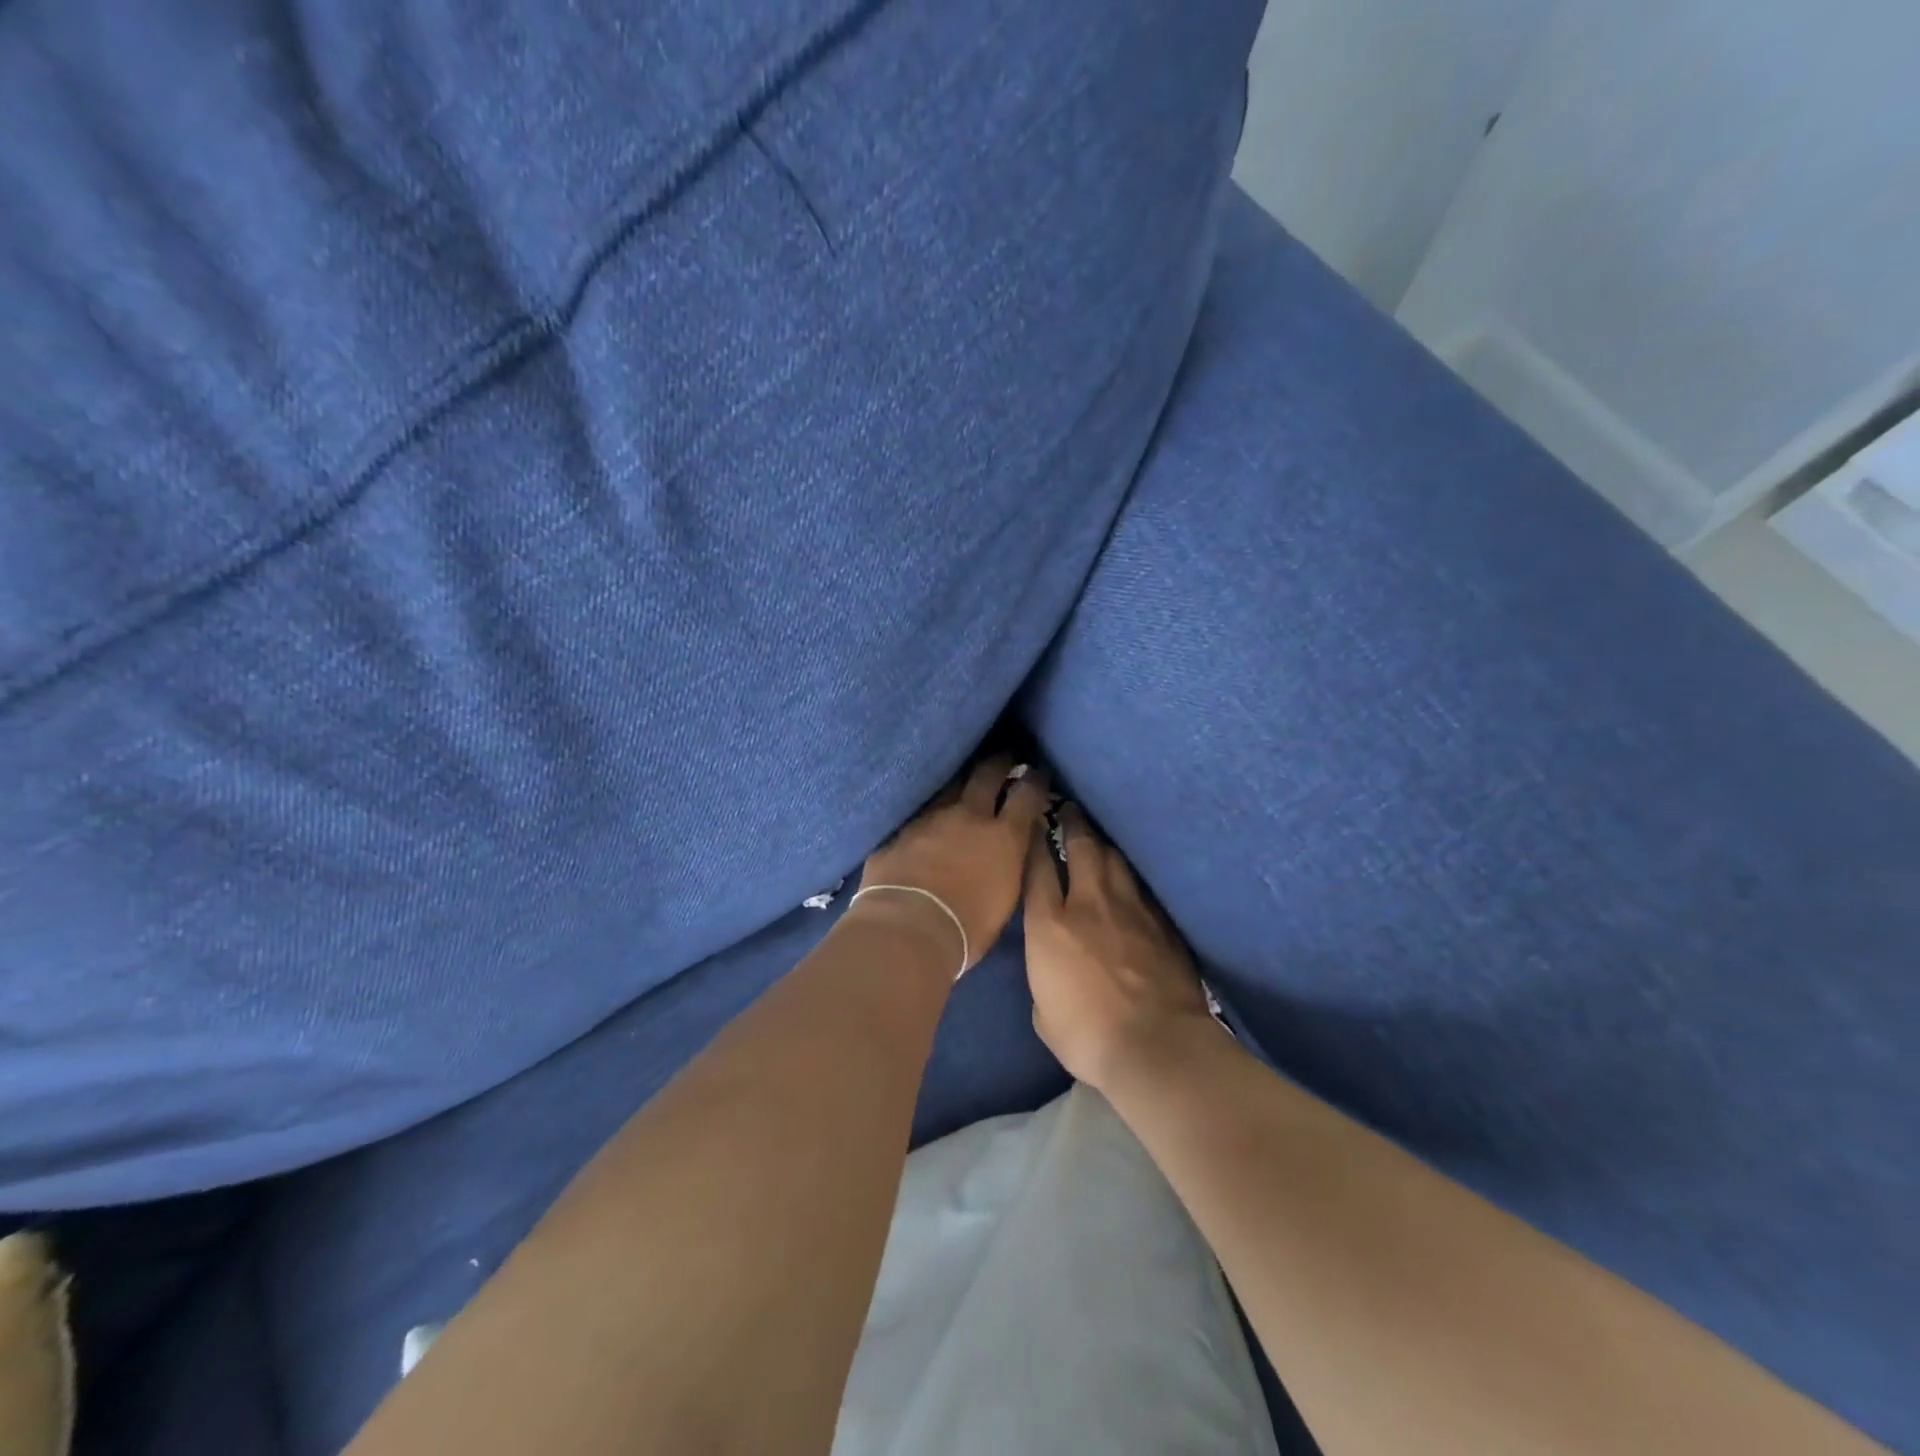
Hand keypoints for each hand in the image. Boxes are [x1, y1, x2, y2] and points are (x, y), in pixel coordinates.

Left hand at [858, 757, 1049, 972]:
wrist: (908, 929)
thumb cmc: (967, 928)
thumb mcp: (1005, 900)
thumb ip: (1010, 866)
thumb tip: (1011, 851)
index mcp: (1003, 837)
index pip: (1026, 795)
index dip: (1035, 781)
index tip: (1038, 774)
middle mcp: (968, 816)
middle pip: (987, 774)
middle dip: (999, 762)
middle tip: (1005, 757)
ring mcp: (930, 818)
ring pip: (949, 787)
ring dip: (959, 784)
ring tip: (962, 783)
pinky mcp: (900, 830)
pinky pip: (919, 813)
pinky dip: (928, 815)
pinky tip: (926, 820)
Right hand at [1023, 803, 1215, 1090]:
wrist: (1157, 1046)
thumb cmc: (1087, 1036)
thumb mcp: (1043, 1012)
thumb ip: (1043, 976)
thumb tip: (1052, 966)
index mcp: (1050, 925)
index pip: (1038, 867)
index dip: (1035, 842)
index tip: (1034, 827)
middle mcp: (1089, 903)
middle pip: (1082, 847)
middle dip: (1073, 823)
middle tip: (1069, 809)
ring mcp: (1131, 908)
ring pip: (1116, 859)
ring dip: (1104, 844)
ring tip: (1098, 837)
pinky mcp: (1162, 922)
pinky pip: (1142, 887)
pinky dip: (1130, 877)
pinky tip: (1130, 877)